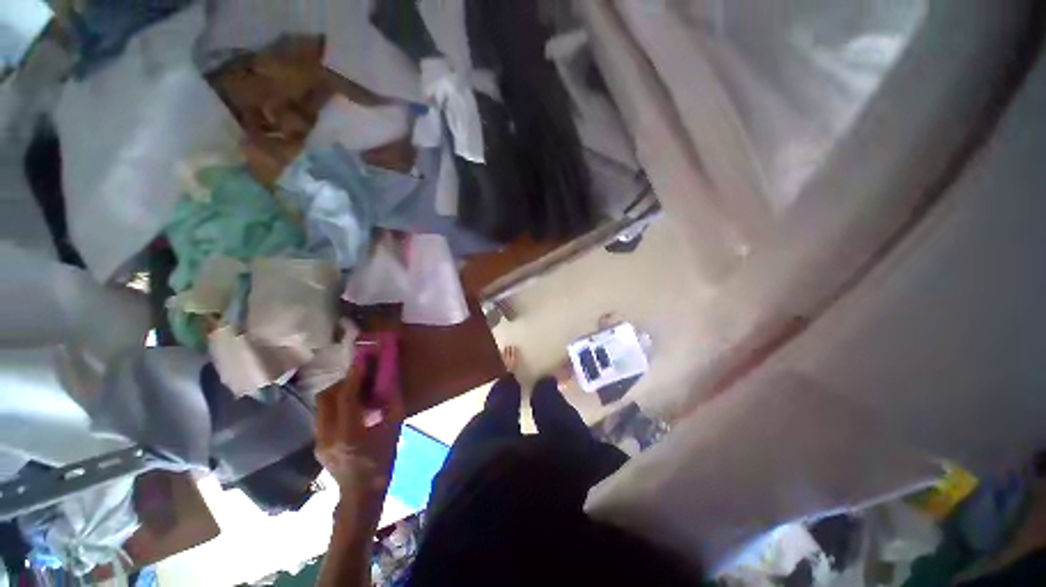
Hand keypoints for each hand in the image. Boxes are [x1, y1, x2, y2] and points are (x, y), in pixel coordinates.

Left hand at [315, 364, 403, 509]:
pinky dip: (337, 403)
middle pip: (327, 397)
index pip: (347, 397)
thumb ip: (392, 404)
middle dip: (344, 381)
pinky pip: (324, 413)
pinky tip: (352, 407)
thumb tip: (391, 379)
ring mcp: (318, 440)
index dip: (355, 375)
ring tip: (357, 388)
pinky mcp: (317, 442)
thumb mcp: (394, 431)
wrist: (360, 494)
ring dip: (339, 391)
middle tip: (362, 374)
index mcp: (349, 434)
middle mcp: (327, 435)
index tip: (363, 358)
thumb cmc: (382, 462)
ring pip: (322, 404)